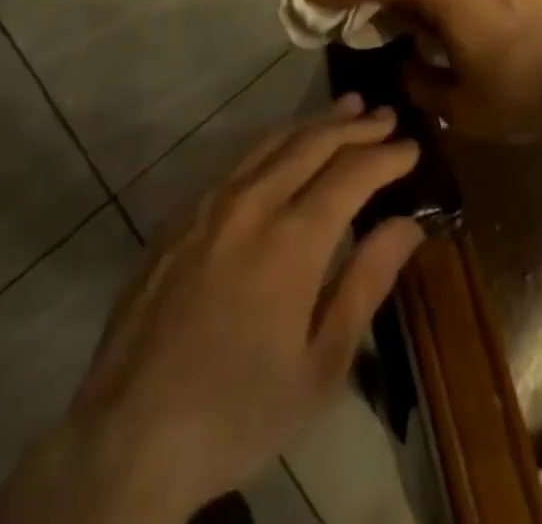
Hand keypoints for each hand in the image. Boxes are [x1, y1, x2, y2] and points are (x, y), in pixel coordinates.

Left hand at [0, 96, 423, 523]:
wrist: (128, 434)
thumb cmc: (238, 411)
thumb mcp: (320, 366)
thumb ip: (366, 283)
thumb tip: (408, 224)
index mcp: (293, 240)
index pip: (353, 173)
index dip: (387, 155)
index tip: (413, 146)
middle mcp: (253, 202)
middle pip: (313, 143)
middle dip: (356, 125)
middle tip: (386, 115)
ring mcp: (211, 202)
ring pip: (273, 141)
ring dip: (314, 122)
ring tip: (346, 108)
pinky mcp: (182, 213)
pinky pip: (239, 160)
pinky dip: (274, 143)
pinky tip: (285, 148)